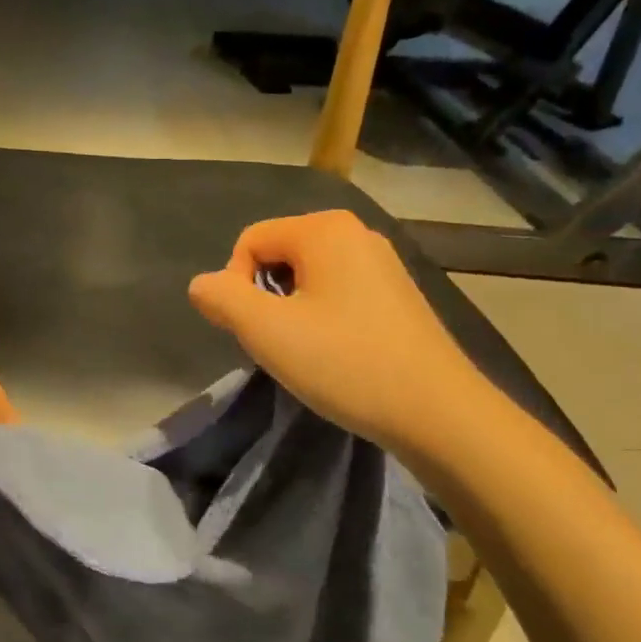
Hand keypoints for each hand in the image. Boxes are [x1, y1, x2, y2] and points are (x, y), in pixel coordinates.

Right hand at [188, 211, 499, 466]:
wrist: (438, 412)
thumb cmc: (346, 363)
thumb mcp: (267, 331)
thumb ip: (222, 299)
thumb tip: (202, 285)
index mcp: (325, 229)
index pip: (250, 241)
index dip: (236, 285)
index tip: (255, 330)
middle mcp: (356, 232)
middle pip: (279, 254)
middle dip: (265, 297)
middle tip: (280, 343)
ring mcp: (383, 262)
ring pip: (308, 276)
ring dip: (293, 310)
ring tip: (308, 351)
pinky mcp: (398, 293)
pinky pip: (339, 291)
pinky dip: (324, 316)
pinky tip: (338, 353)